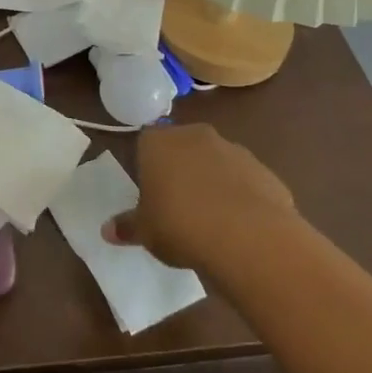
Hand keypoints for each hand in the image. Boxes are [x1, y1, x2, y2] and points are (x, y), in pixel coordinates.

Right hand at [104, 123, 296, 274]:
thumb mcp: (145, 232)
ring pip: (216, 162)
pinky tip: (239, 227)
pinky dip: (241, 197)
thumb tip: (107, 231)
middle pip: (182, 147)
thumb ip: (127, 227)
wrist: (248, 236)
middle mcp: (195, 136)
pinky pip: (244, 181)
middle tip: (177, 206)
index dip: (147, 167)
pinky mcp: (264, 170)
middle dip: (180, 170)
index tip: (150, 194)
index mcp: (158, 142)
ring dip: (212, 181)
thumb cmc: (180, 225)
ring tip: (211, 220)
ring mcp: (233, 149)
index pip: (145, 143)